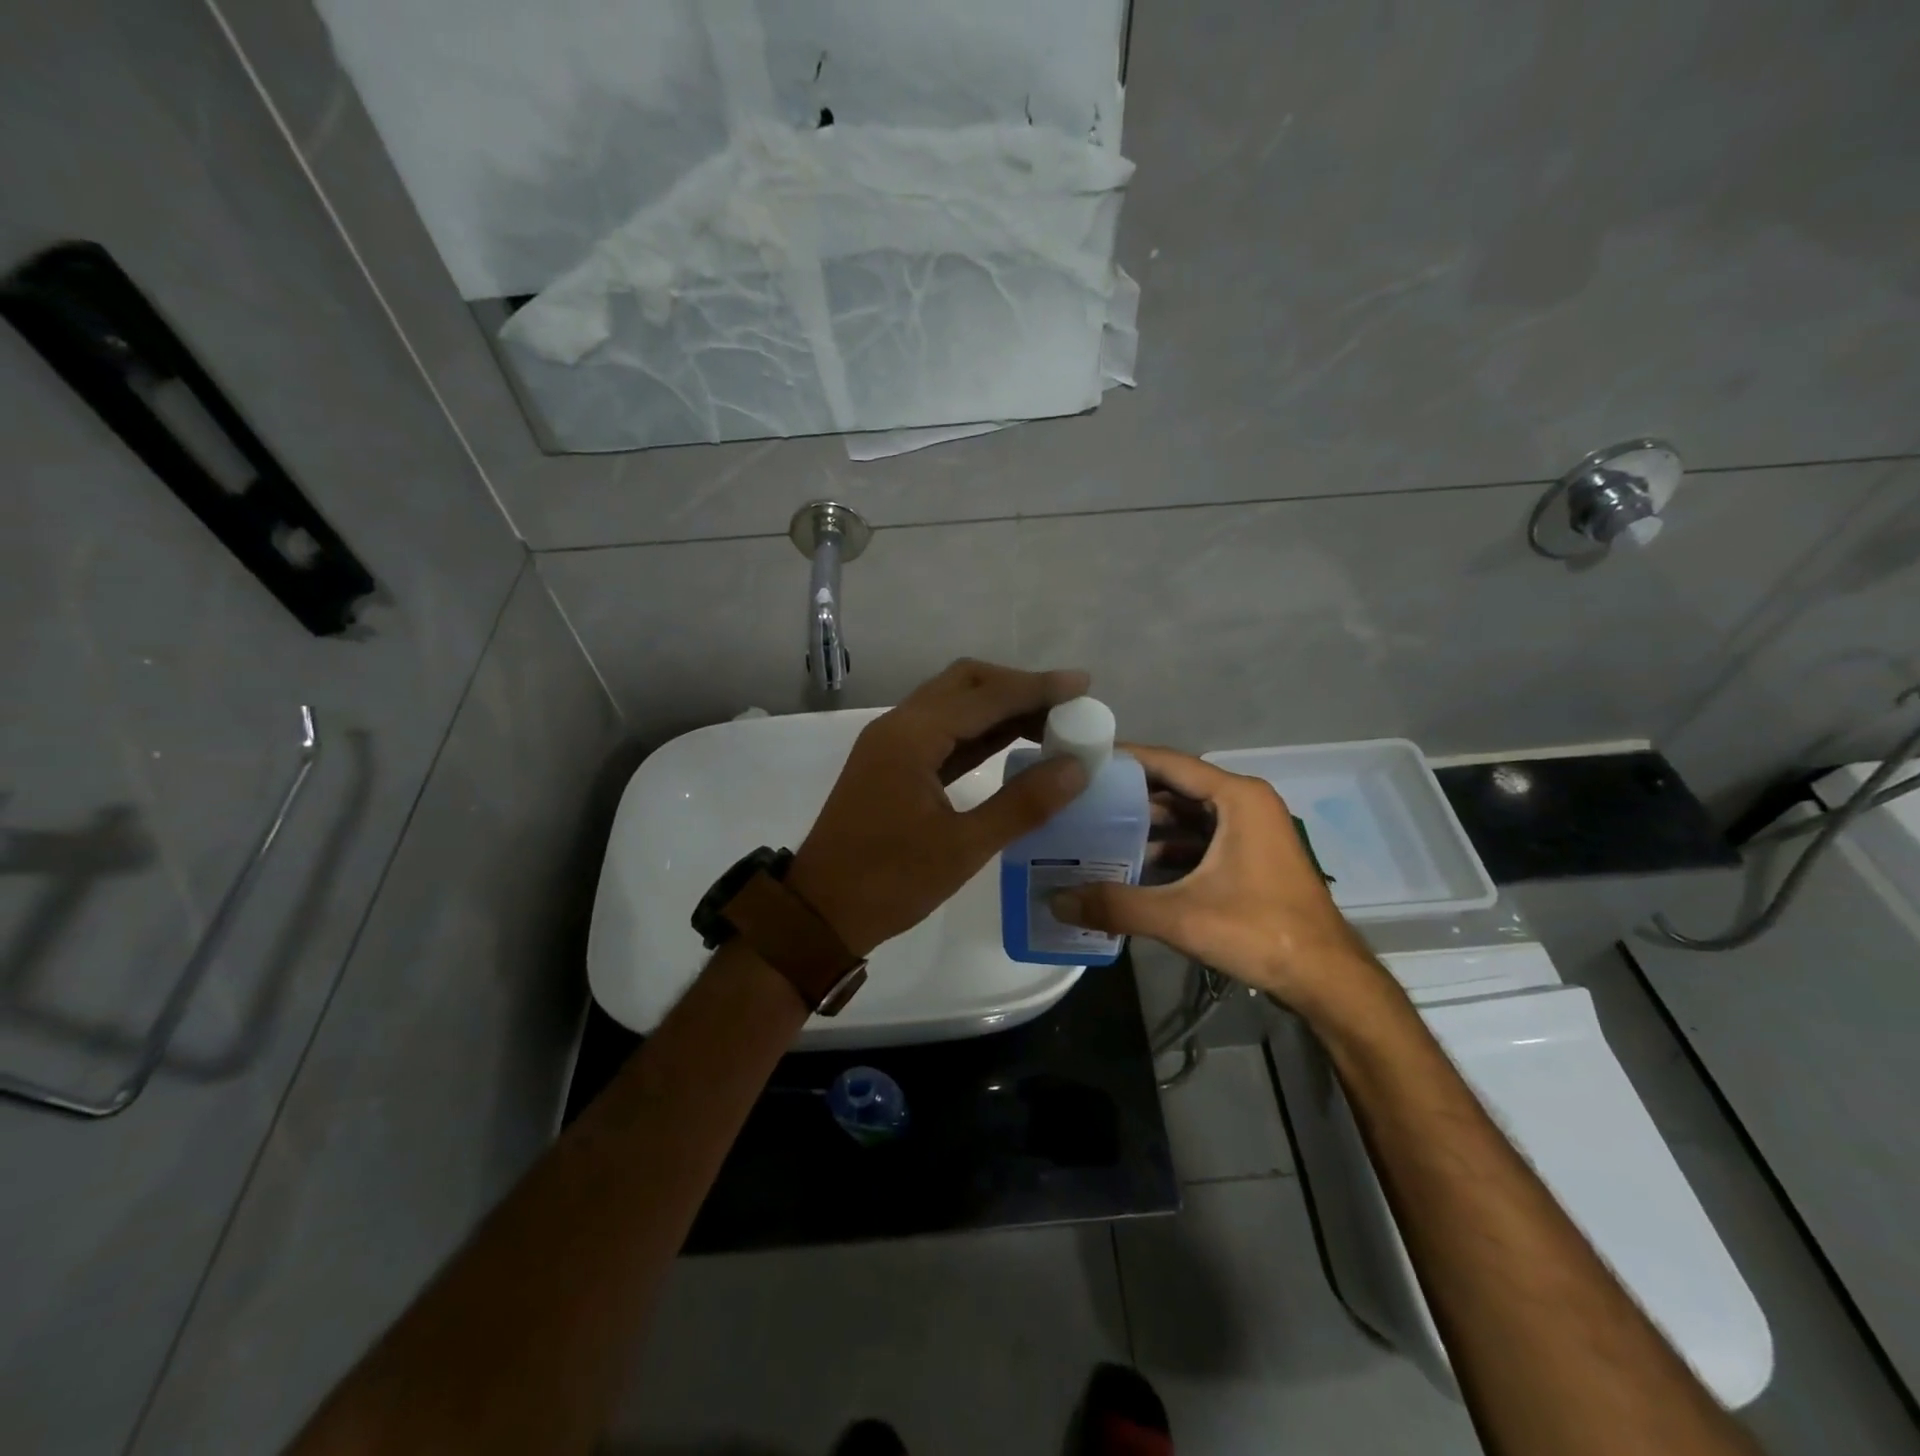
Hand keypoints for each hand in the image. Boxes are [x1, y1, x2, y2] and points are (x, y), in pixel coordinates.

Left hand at [786, 660, 1092, 956]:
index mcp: (912, 737)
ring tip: (1050, 721)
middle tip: (1065, 705)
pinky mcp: (891, 763)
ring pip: (953, 704)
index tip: (1083, 684)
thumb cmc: (889, 882)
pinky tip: (1011, 743)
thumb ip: (1023, 803)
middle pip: (965, 683)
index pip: (986, 696)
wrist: (820, 912)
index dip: (1037, 688)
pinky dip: (979, 731)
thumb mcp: (963, 847)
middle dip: (1017, 687)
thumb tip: (1076, 768)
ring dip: (998, 707)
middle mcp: (899, 726)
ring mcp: (891, 743)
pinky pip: (942, 731)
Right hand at [1049, 745, 1386, 1018]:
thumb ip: (1116, 905)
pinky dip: (1168, 849)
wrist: (1327, 981)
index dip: (1125, 760)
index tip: (1082, 760)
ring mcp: (1251, 832)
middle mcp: (1246, 804)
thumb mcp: (1181, 916)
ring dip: (1147, 826)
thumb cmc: (1261, 932)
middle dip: (1129, 796)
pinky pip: (1200, 840)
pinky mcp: (1250, 859)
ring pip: (1188, 817)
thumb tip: (1055, 900)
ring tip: (1096, 833)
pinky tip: (1133, 866)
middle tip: (1080, 802)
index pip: (1169, 763)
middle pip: (1176, 788)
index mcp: (1238, 797)